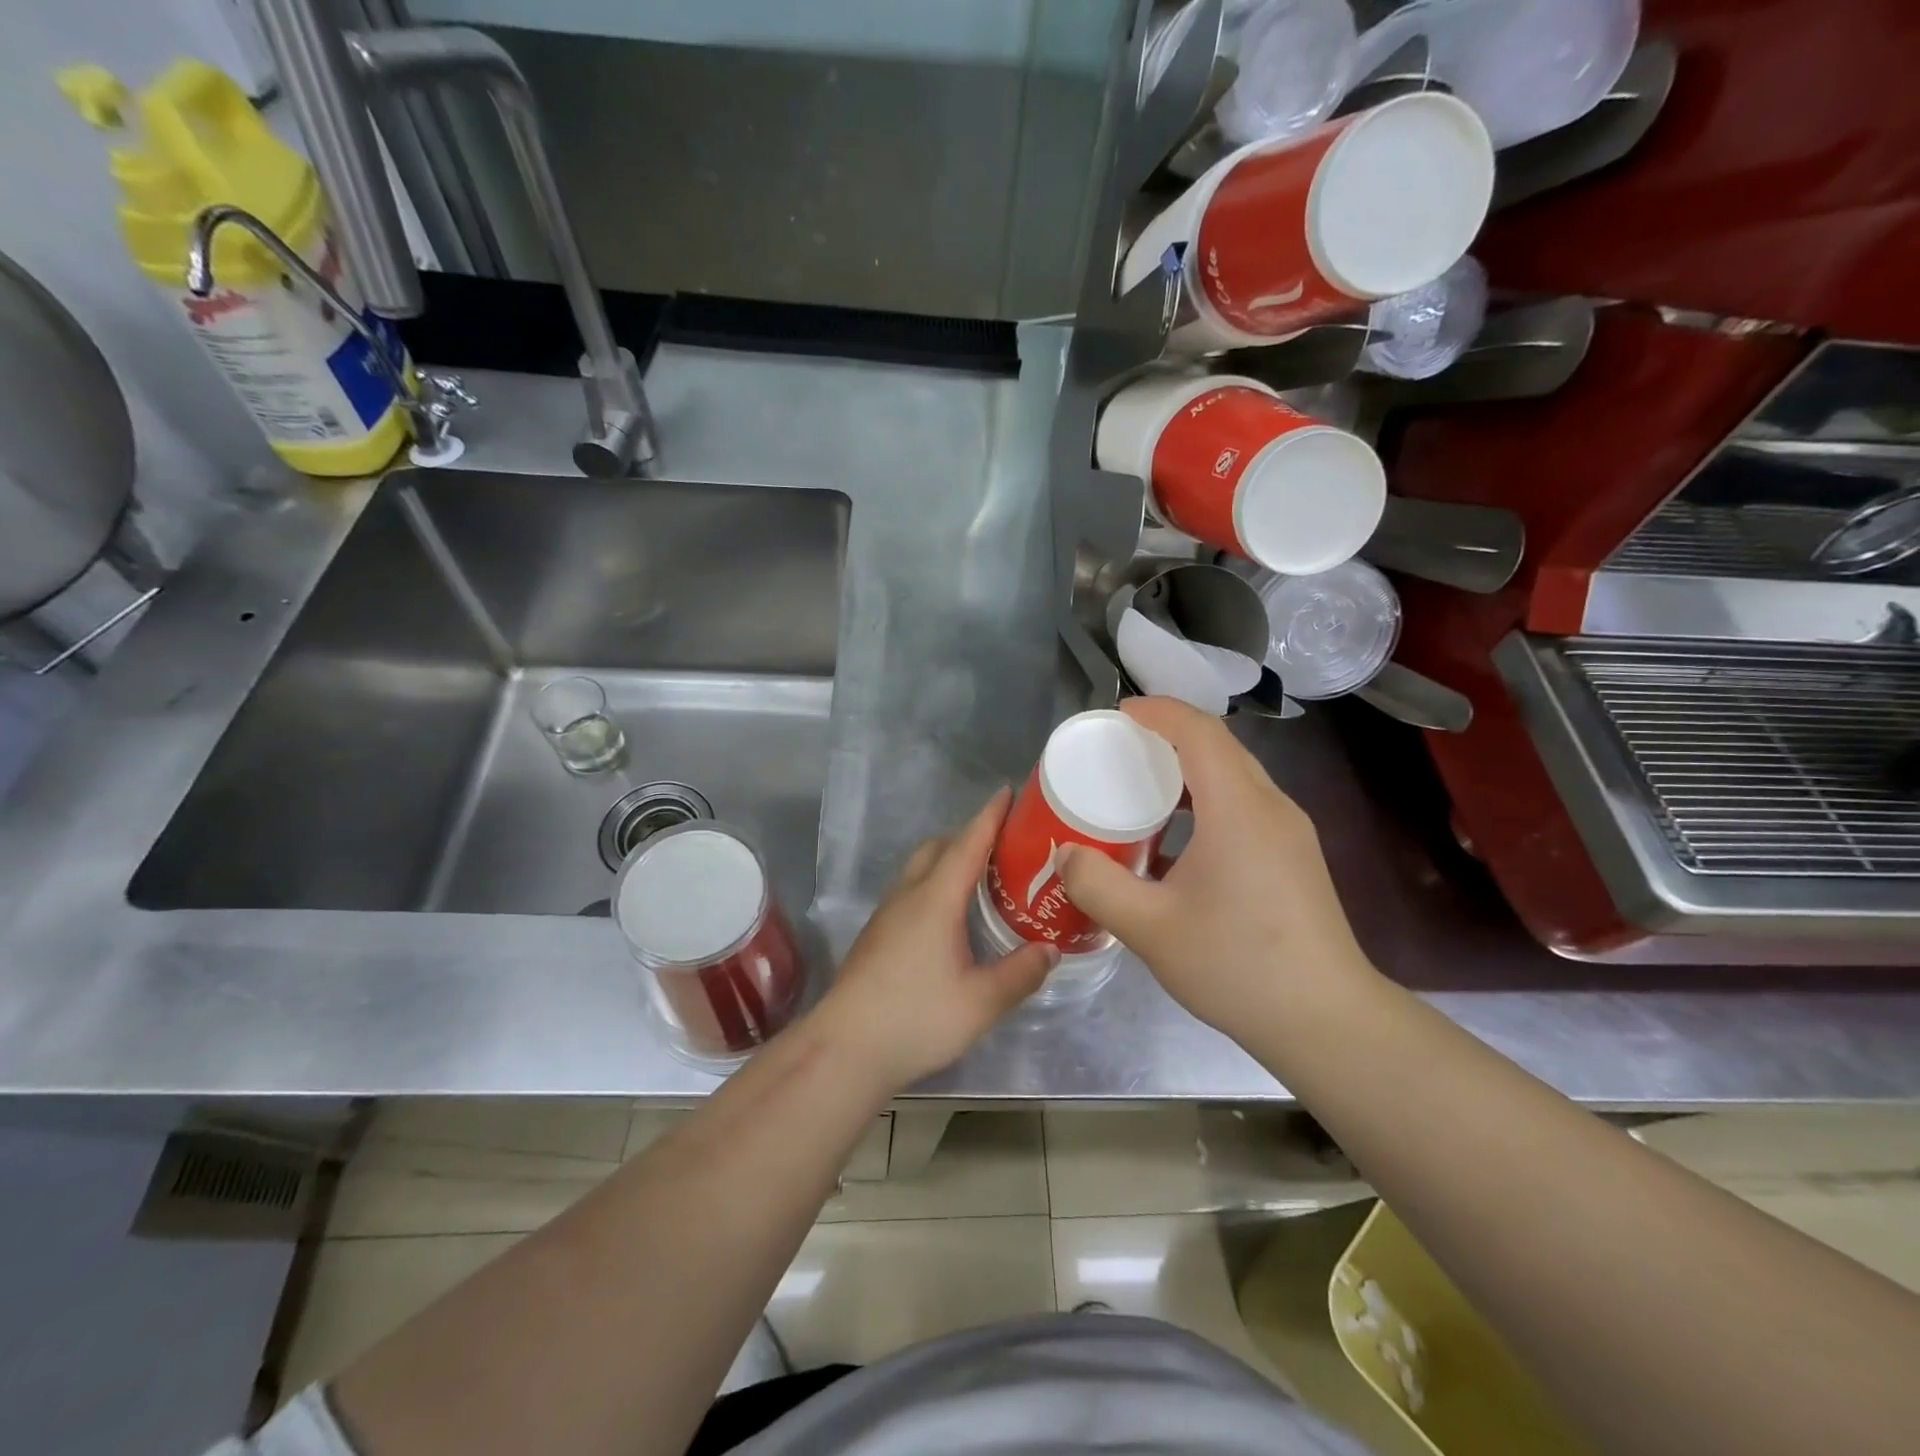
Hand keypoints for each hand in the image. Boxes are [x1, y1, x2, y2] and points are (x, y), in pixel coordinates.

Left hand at [812, 789, 1056, 1091]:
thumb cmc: (916, 1019)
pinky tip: (949, 918)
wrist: (844, 1049)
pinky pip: (910, 892)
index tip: (1009, 791)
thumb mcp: (981, 1002)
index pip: (967, 843)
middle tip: (1004, 846)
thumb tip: (1050, 950)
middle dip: (969, 836)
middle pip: (938, 848)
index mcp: (935, 899)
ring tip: (982, 880)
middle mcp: (908, 896)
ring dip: (948, 861)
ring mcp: (886, 915)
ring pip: (919, 869)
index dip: (990, 816)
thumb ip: (1020, 973)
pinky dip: (934, 885)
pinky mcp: (876, 936)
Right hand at [1057, 697, 1377, 1041]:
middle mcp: (1271, 807)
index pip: (1199, 731)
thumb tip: (1064, 854)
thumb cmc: (1236, 964)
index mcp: (1238, 808)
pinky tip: (1177, 841)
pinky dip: (1206, 801)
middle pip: (1219, 747)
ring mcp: (1290, 833)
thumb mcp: (1149, 928)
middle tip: (1120, 750)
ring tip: (1142, 789)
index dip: (1157, 712)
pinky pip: (1246, 805)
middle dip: (1169, 736)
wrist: (1325, 1020)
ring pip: (1235, 777)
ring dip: (1189, 770)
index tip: (1117, 714)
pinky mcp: (1295, 858)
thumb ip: (1097, 884)